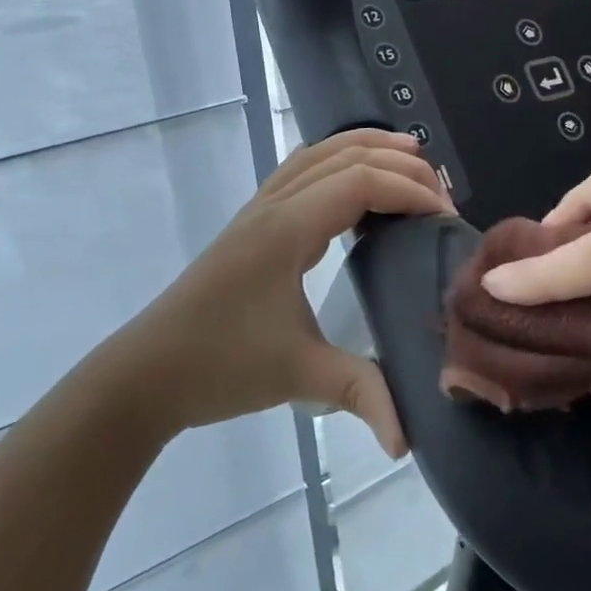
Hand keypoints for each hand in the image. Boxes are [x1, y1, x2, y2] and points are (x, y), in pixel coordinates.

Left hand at [117, 128, 451, 454]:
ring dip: (365, 149)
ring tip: (410, 157)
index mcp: (286, 230)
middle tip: (440, 191)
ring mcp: (256, 211)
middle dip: (396, 164)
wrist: (144, 374)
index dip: (408, 190)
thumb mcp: (298, 376)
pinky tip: (352, 181)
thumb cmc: (220, 366)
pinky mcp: (250, 225)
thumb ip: (360, 394)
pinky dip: (336, 162)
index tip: (445, 217)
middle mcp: (272, 207)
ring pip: (316, 155)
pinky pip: (299, 172)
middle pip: (342, 156)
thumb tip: (409, 441)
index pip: (359, 183)